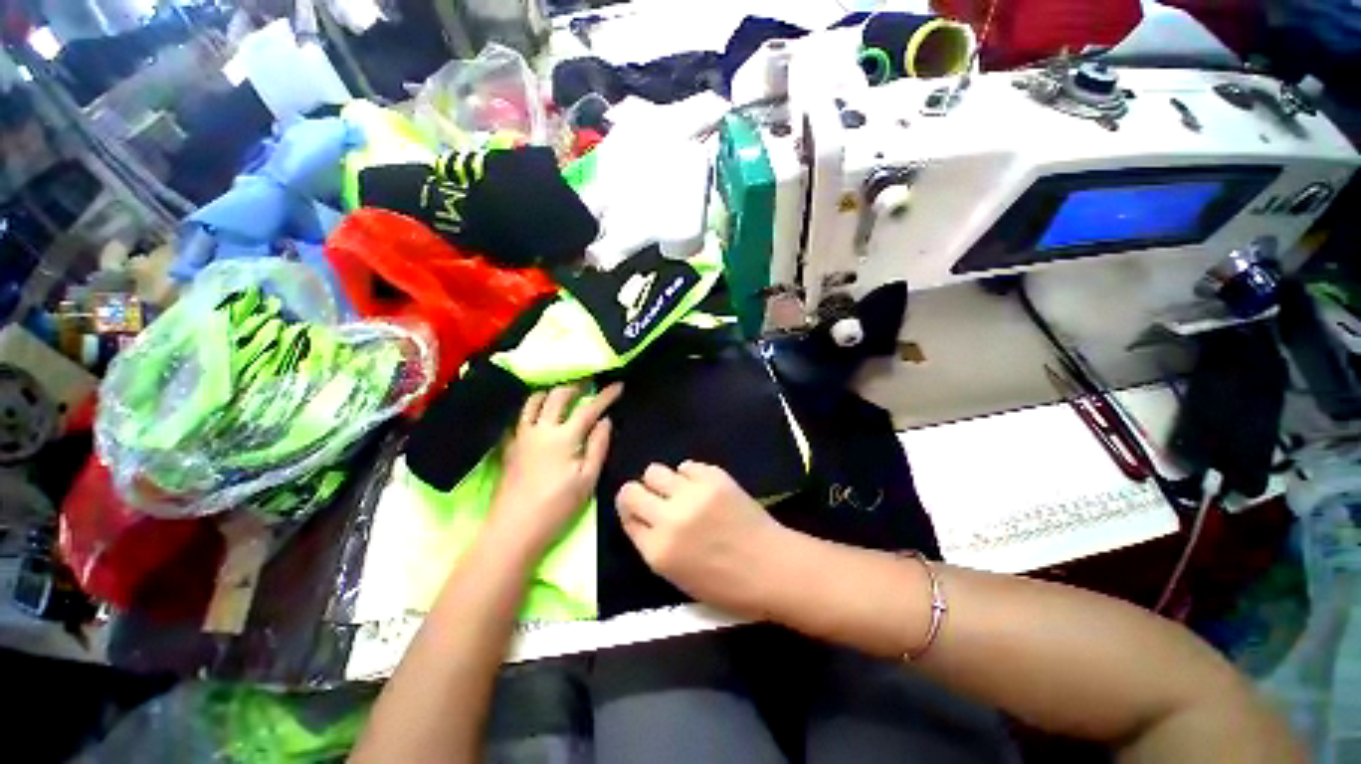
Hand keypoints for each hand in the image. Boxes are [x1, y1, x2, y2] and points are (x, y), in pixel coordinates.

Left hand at [492, 383, 621, 555]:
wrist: (514, 528)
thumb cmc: (557, 506)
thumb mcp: (587, 479)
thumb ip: (598, 446)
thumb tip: (606, 421)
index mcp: (564, 437)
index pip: (589, 409)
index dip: (606, 395)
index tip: (618, 385)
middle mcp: (541, 429)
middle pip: (558, 395)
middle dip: (577, 386)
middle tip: (589, 384)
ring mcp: (522, 435)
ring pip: (534, 401)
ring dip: (551, 392)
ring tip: (563, 394)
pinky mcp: (510, 445)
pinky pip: (519, 416)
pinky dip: (531, 407)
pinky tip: (538, 414)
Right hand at [617, 461, 784, 616]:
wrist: (772, 567)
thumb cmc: (726, 584)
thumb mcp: (677, 577)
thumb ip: (652, 545)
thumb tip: (640, 516)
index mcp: (658, 551)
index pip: (626, 517)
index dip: (632, 513)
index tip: (642, 514)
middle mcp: (670, 519)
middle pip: (631, 490)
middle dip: (639, 494)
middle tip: (656, 500)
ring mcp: (692, 494)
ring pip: (655, 471)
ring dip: (663, 482)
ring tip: (679, 492)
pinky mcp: (714, 477)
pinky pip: (686, 465)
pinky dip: (689, 475)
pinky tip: (702, 488)